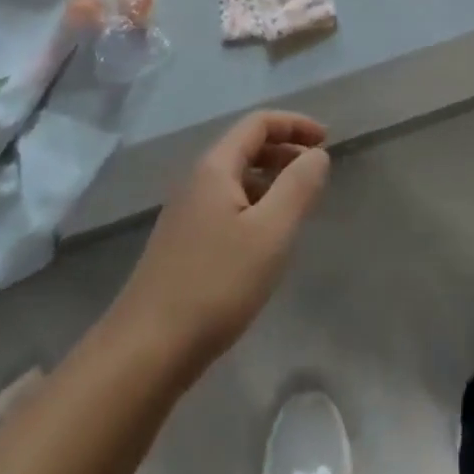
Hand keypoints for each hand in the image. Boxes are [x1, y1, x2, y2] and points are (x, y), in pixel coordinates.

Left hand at [110, 112, 329, 374]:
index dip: (295, 124)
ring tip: (298, 204)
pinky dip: (255, 204)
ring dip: (270, 179)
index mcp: (215, 167)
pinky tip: (266, 238)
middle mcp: (197, 180)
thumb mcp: (270, 234)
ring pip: (236, 178)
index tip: (327, 139)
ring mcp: (186, 212)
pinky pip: (227, 205)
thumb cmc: (215, 284)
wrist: (146, 350)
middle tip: (317, 171)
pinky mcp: (183, 243)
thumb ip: (297, 187)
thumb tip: (317, 154)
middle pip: (245, 147)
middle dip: (285, 150)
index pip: (258, 123)